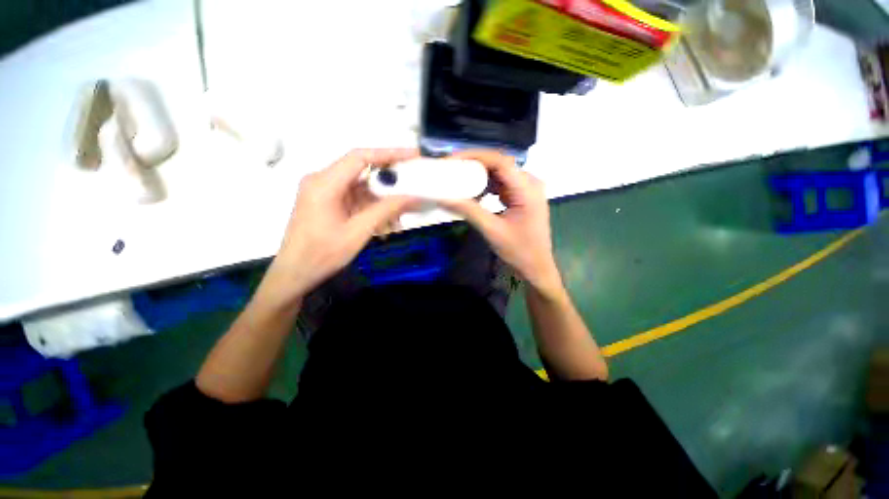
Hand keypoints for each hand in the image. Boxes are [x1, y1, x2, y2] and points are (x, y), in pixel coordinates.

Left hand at [260, 148, 418, 304]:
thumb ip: (386, 210)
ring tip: (400, 215)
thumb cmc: (323, 254)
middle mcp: (322, 180)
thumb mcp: (359, 231)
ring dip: (382, 199)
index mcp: (324, 183)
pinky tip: (385, 222)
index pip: (360, 157)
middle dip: (389, 181)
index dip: (389, 153)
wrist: (295, 274)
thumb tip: (414, 197)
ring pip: (360, 187)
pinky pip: (355, 198)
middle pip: (362, 171)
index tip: (413, 155)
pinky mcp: (327, 202)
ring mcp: (323, 192)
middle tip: (412, 188)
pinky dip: (371, 207)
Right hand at [439, 150, 562, 294]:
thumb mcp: (492, 230)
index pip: (500, 161)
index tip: (452, 160)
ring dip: (478, 175)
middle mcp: (530, 182)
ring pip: (499, 173)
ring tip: (458, 179)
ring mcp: (527, 189)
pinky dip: (486, 186)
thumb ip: (468, 211)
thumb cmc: (519, 251)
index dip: (475, 156)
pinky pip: (501, 184)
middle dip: (473, 164)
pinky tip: (473, 193)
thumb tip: (443, 197)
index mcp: (527, 188)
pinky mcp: (522, 196)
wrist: (536, 266)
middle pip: (499, 164)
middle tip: (451, 168)